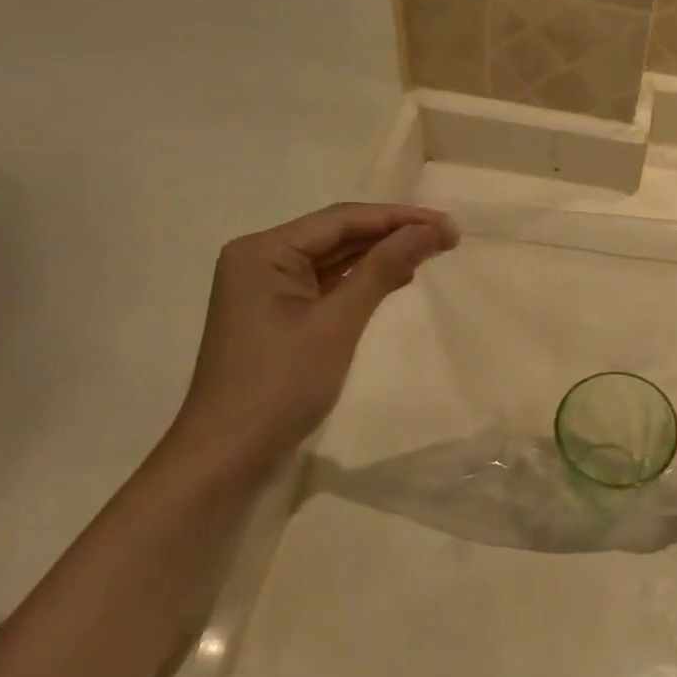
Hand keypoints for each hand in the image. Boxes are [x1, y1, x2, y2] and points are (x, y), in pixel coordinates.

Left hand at [173, 203, 456, 459]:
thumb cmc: (280, 386)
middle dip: (392, 235)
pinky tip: (397, 279)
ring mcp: (268, 290)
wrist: (228, 458)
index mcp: (264, 251)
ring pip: (335, 259)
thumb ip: (382, 270)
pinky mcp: (279, 316)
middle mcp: (261, 260)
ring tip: (431, 252)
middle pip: (338, 235)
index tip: (449, 226)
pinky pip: (327, 285)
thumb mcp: (337, 323)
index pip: (342, 219)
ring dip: (381, 256)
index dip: (399, 218)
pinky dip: (363, 281)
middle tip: (448, 238)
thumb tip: (428, 230)